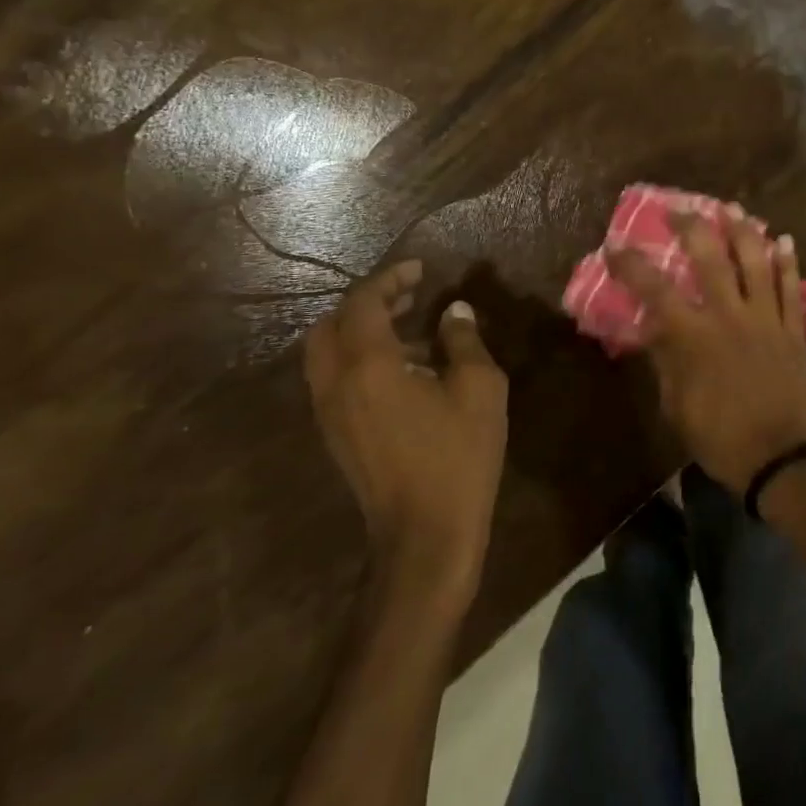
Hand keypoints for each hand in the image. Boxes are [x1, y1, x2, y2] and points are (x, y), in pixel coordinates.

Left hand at [304, 261, 508, 604]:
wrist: (425, 536)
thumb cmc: (457, 457)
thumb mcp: (478, 389)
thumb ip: (463, 341)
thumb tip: (453, 312)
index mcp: (368, 366)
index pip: (363, 303)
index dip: (390, 279)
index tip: (419, 269)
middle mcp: (336, 384)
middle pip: (330, 325)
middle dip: (366, 302)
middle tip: (408, 295)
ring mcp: (329, 413)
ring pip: (327, 353)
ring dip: (360, 330)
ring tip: (411, 328)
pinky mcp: (336, 435)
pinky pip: (335, 379)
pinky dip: (358, 358)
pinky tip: (403, 370)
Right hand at [608, 210, 805, 492]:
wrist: (778, 459)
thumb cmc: (719, 437)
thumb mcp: (675, 405)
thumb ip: (664, 361)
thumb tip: (652, 329)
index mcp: (694, 337)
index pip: (655, 290)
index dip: (632, 264)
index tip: (616, 246)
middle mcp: (730, 316)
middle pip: (710, 259)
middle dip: (691, 227)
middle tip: (679, 209)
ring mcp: (766, 319)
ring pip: (756, 263)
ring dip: (743, 231)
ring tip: (732, 208)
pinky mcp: (793, 330)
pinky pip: (792, 288)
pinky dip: (788, 263)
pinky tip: (784, 241)